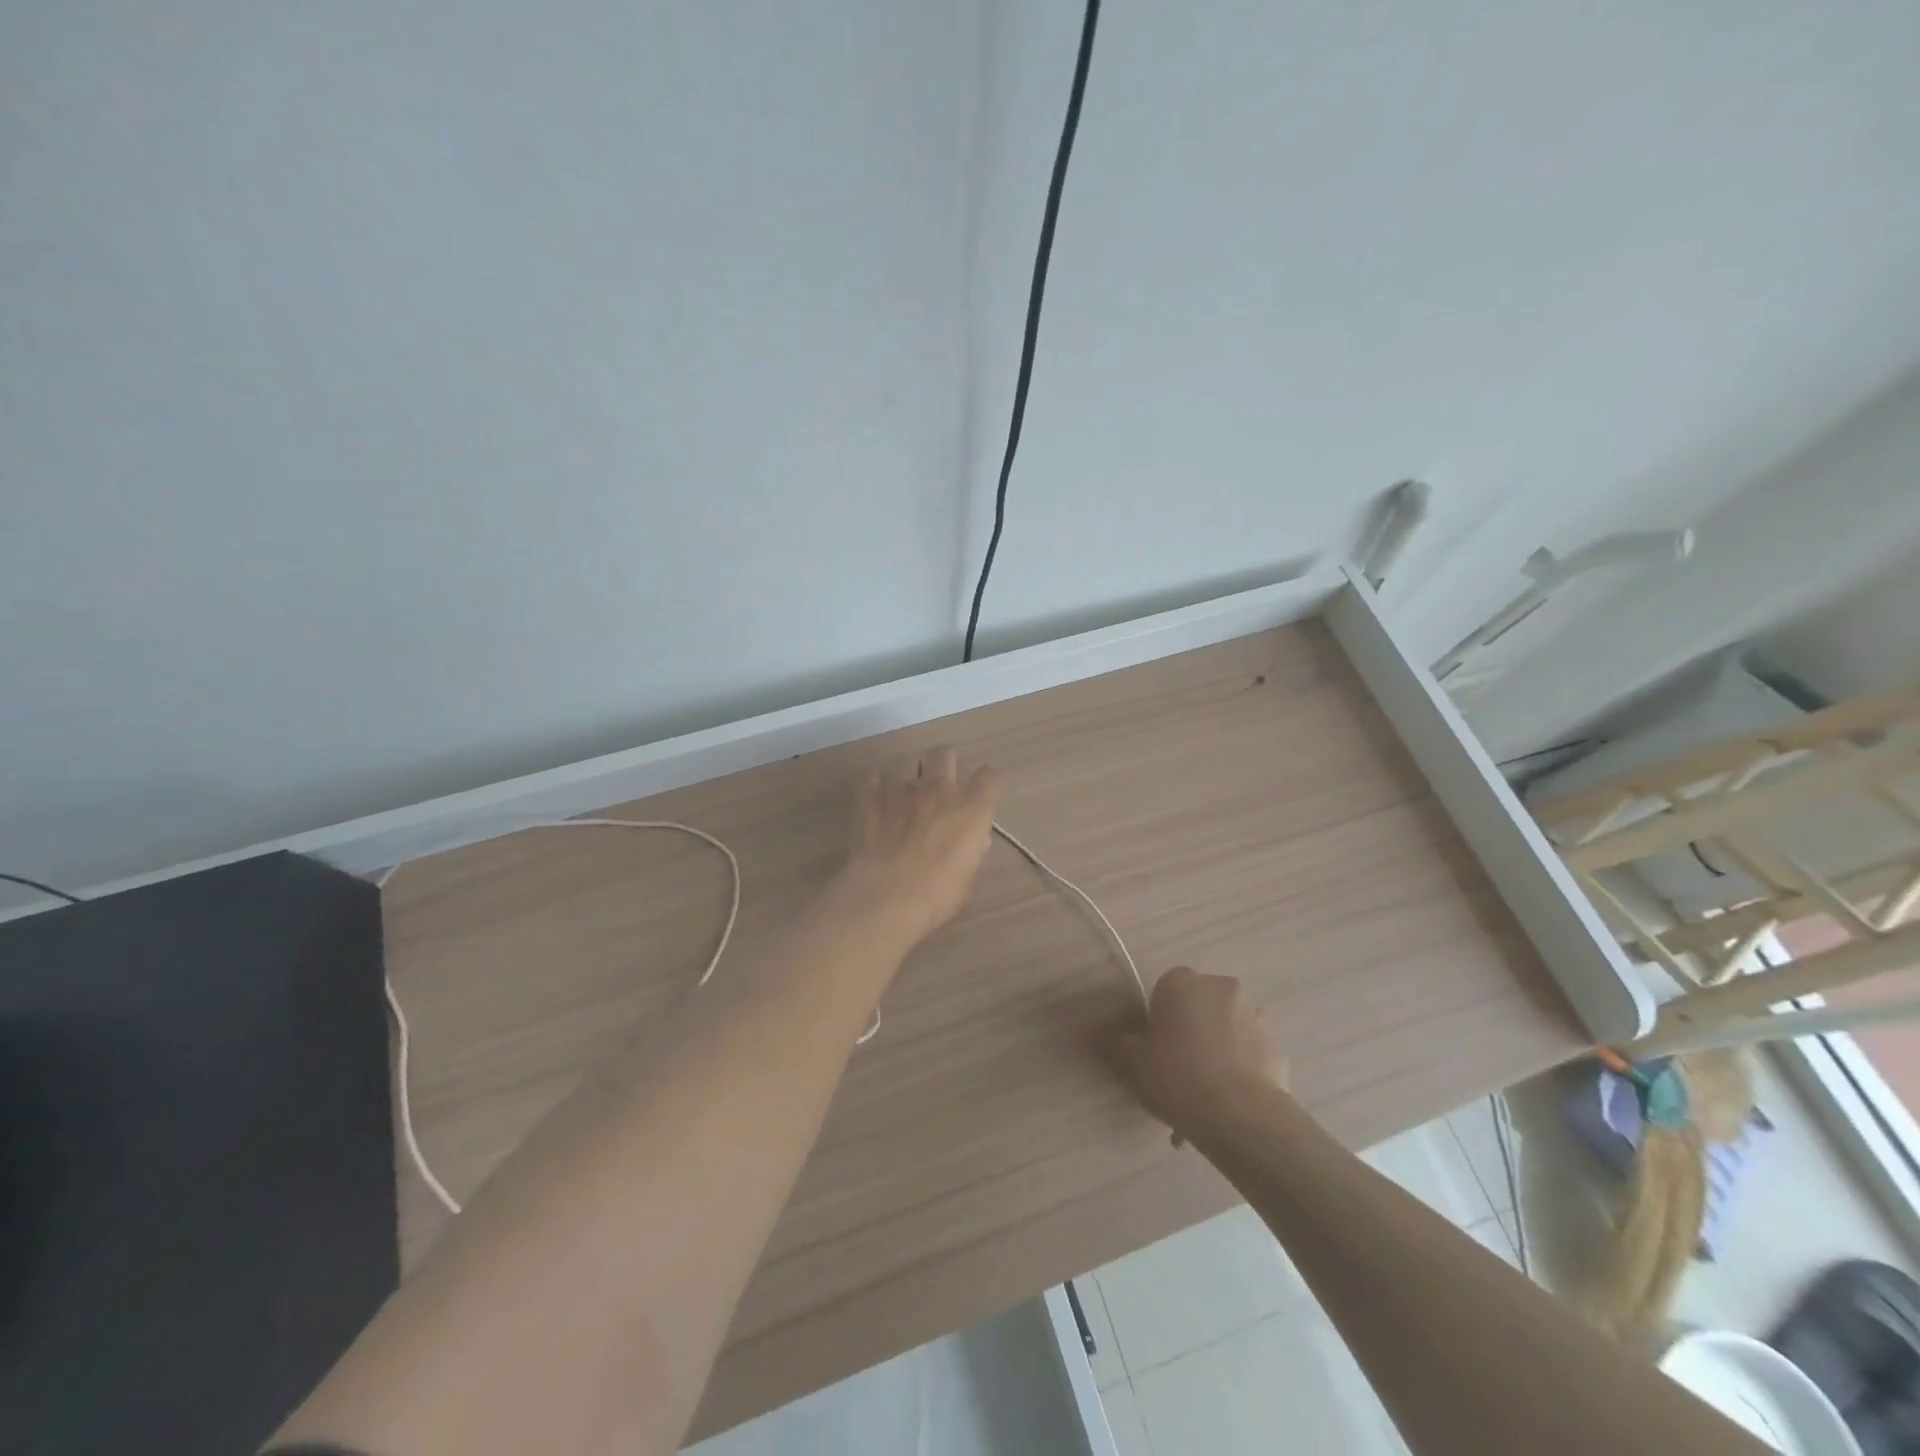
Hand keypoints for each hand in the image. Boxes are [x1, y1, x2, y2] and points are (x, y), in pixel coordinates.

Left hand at [837, 746, 1001, 947]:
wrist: (886, 896)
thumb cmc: (937, 894)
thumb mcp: (967, 878)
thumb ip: (973, 851)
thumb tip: (976, 839)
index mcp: (971, 809)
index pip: (990, 777)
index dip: (987, 783)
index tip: (982, 794)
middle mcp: (939, 789)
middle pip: (944, 753)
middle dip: (944, 763)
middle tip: (940, 783)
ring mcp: (902, 789)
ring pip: (906, 760)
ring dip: (908, 772)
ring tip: (905, 792)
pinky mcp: (870, 798)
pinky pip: (873, 777)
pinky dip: (877, 784)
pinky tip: (877, 798)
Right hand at [1108, 967, 1288, 1137]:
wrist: (1238, 1114)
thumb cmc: (1175, 1076)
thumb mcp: (1131, 1062)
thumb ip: (1123, 1044)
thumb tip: (1126, 1039)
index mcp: (1181, 982)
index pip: (1164, 992)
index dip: (1158, 1022)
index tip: (1154, 1051)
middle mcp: (1221, 988)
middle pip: (1199, 1009)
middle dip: (1191, 1036)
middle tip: (1178, 1076)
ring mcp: (1255, 1016)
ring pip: (1226, 1034)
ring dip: (1217, 1056)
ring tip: (1204, 1104)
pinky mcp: (1277, 1047)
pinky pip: (1250, 1057)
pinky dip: (1240, 1075)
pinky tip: (1227, 1111)